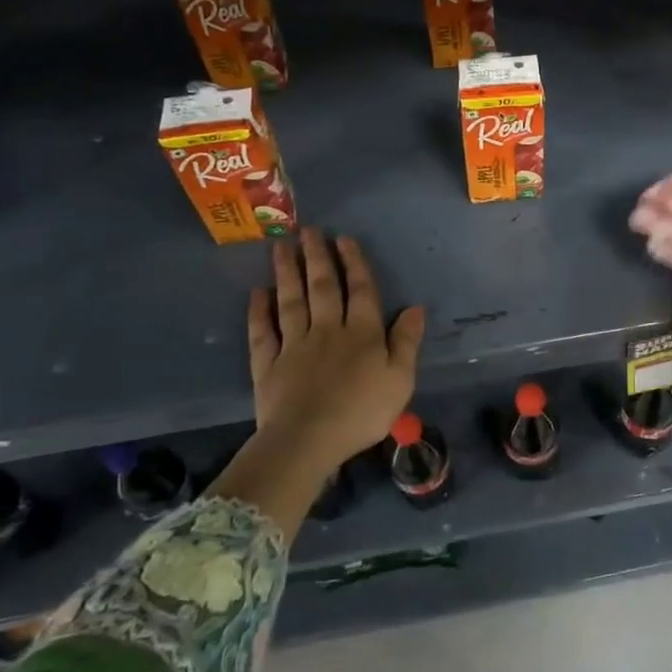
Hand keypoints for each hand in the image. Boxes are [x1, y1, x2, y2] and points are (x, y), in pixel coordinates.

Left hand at [247, 228, 425, 471]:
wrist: (308, 441)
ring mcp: (294, 345)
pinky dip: (258, 311)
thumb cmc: (361, 412)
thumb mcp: (400, 380)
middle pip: (323, 288)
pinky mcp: (268, 365)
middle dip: (318, 257)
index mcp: (362, 334)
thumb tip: (414, 308)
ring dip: (288, 273)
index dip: (354, 264)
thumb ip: (406, 342)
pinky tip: (257, 293)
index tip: (344, 239)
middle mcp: (327, 330)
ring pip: (291, 301)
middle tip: (309, 230)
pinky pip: (263, 332)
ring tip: (281, 246)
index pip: (360, 291)